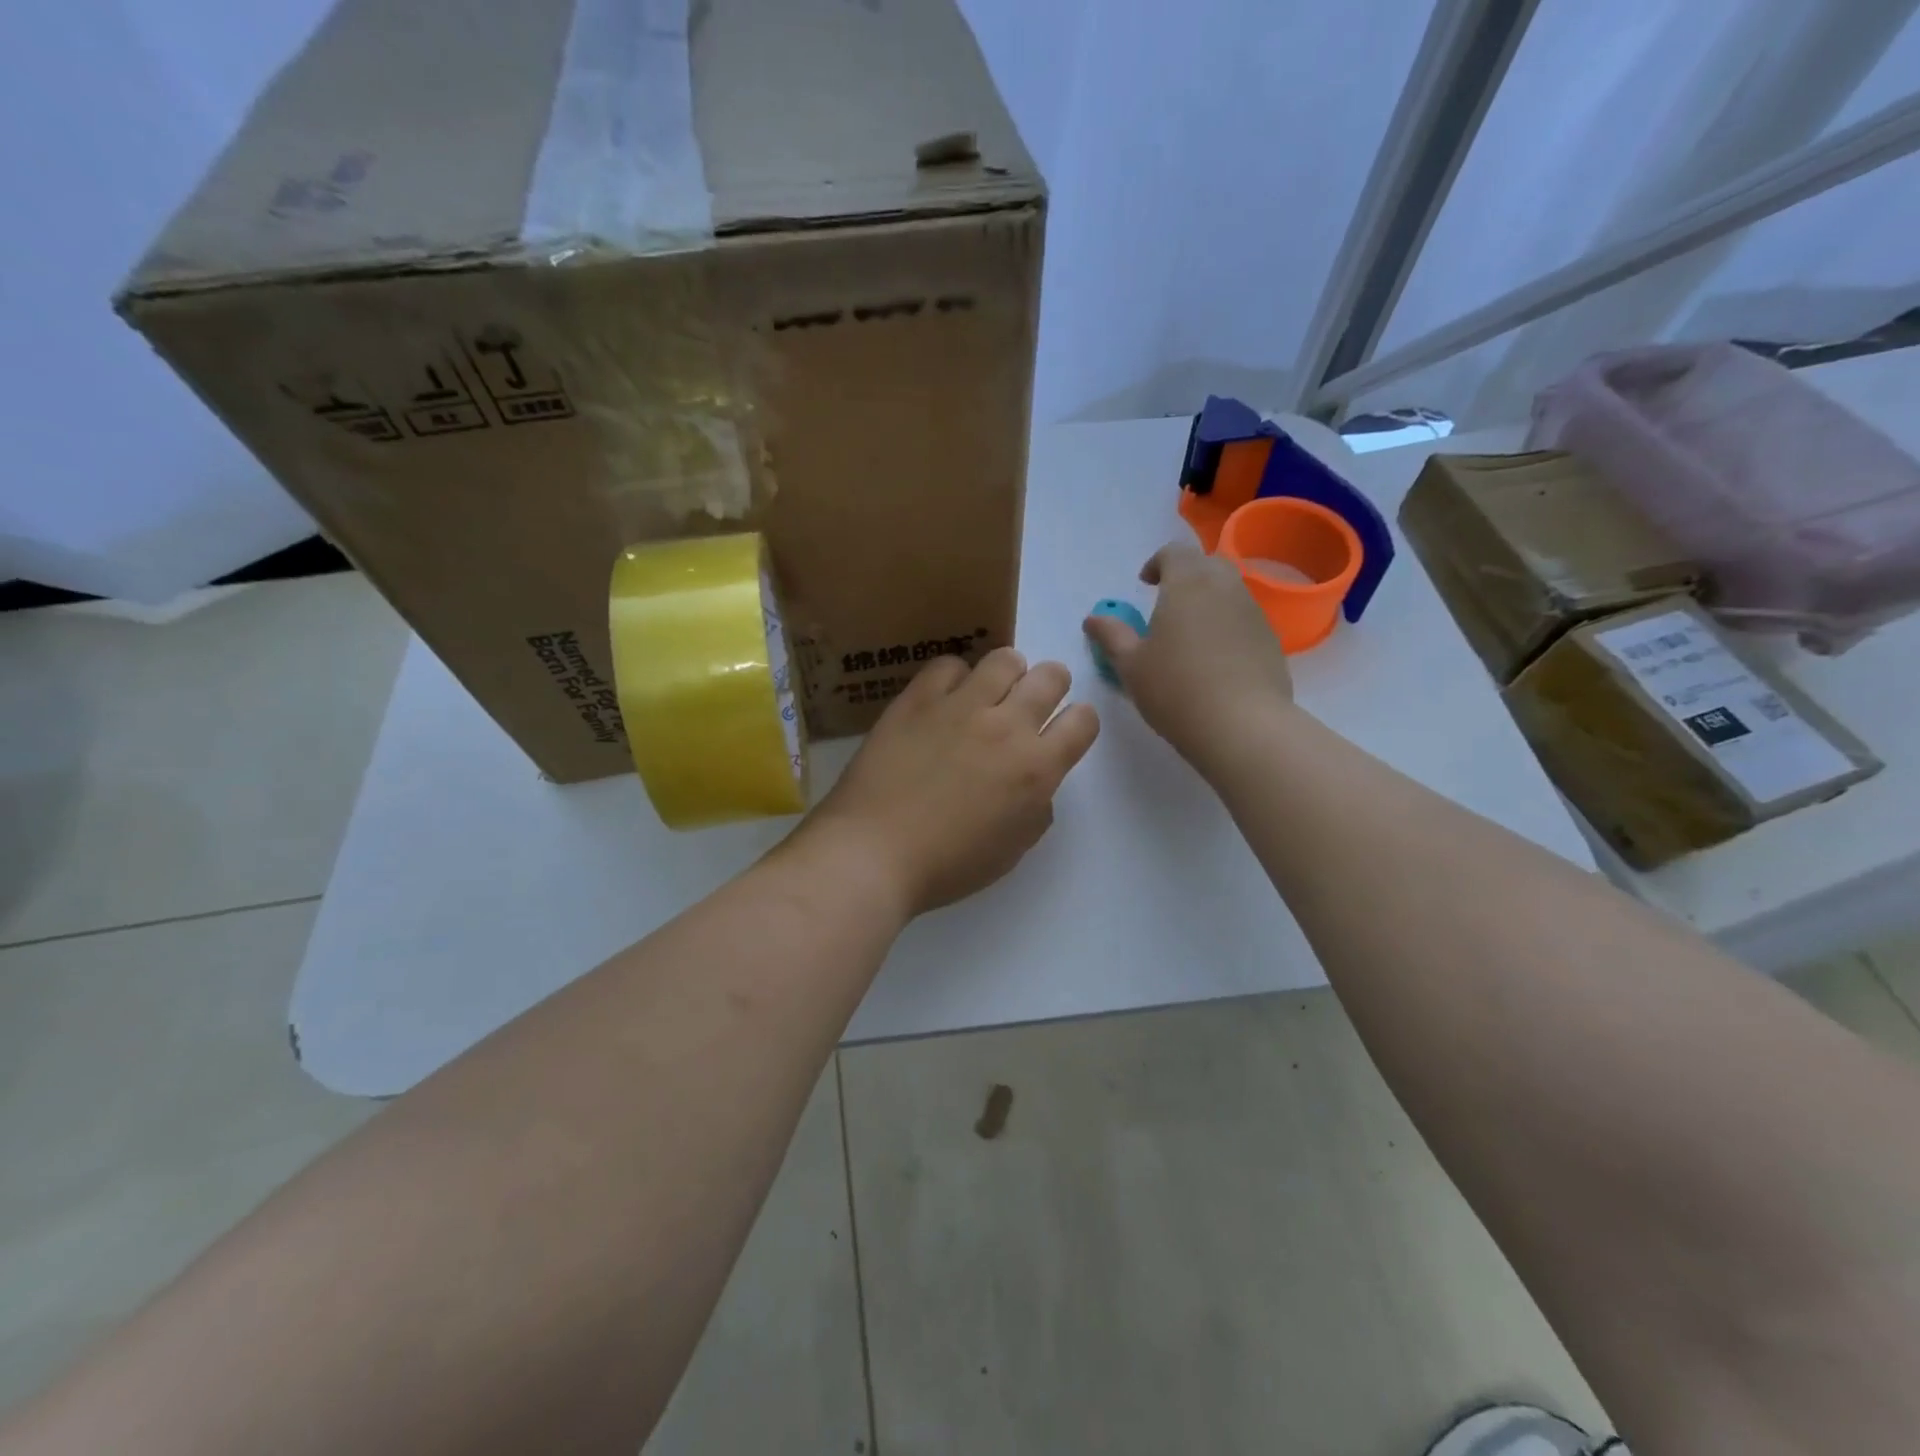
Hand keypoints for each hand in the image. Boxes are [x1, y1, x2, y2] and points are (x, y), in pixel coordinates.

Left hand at [796, 649, 1100, 917]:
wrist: (874, 851)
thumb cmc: (947, 865)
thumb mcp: (1012, 850)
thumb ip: (1036, 808)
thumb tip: (1034, 782)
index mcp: (1036, 769)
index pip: (1083, 720)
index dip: (1077, 722)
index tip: (1061, 732)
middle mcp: (1007, 726)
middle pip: (1050, 676)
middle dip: (1050, 686)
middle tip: (1028, 706)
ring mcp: (960, 706)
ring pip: (1004, 659)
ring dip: (1007, 674)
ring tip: (989, 694)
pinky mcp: (918, 699)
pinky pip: (948, 665)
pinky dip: (955, 678)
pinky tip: (945, 700)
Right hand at [1082, 541, 1292, 761]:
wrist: (1243, 726)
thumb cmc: (1176, 690)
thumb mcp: (1130, 665)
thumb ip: (1111, 636)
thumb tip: (1093, 619)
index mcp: (1187, 584)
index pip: (1174, 552)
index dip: (1157, 563)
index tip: (1145, 585)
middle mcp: (1225, 587)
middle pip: (1207, 564)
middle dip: (1186, 575)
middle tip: (1166, 604)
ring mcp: (1253, 613)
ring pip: (1230, 590)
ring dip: (1208, 601)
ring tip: (1189, 635)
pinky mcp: (1271, 640)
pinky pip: (1244, 619)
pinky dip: (1227, 625)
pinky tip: (1214, 660)